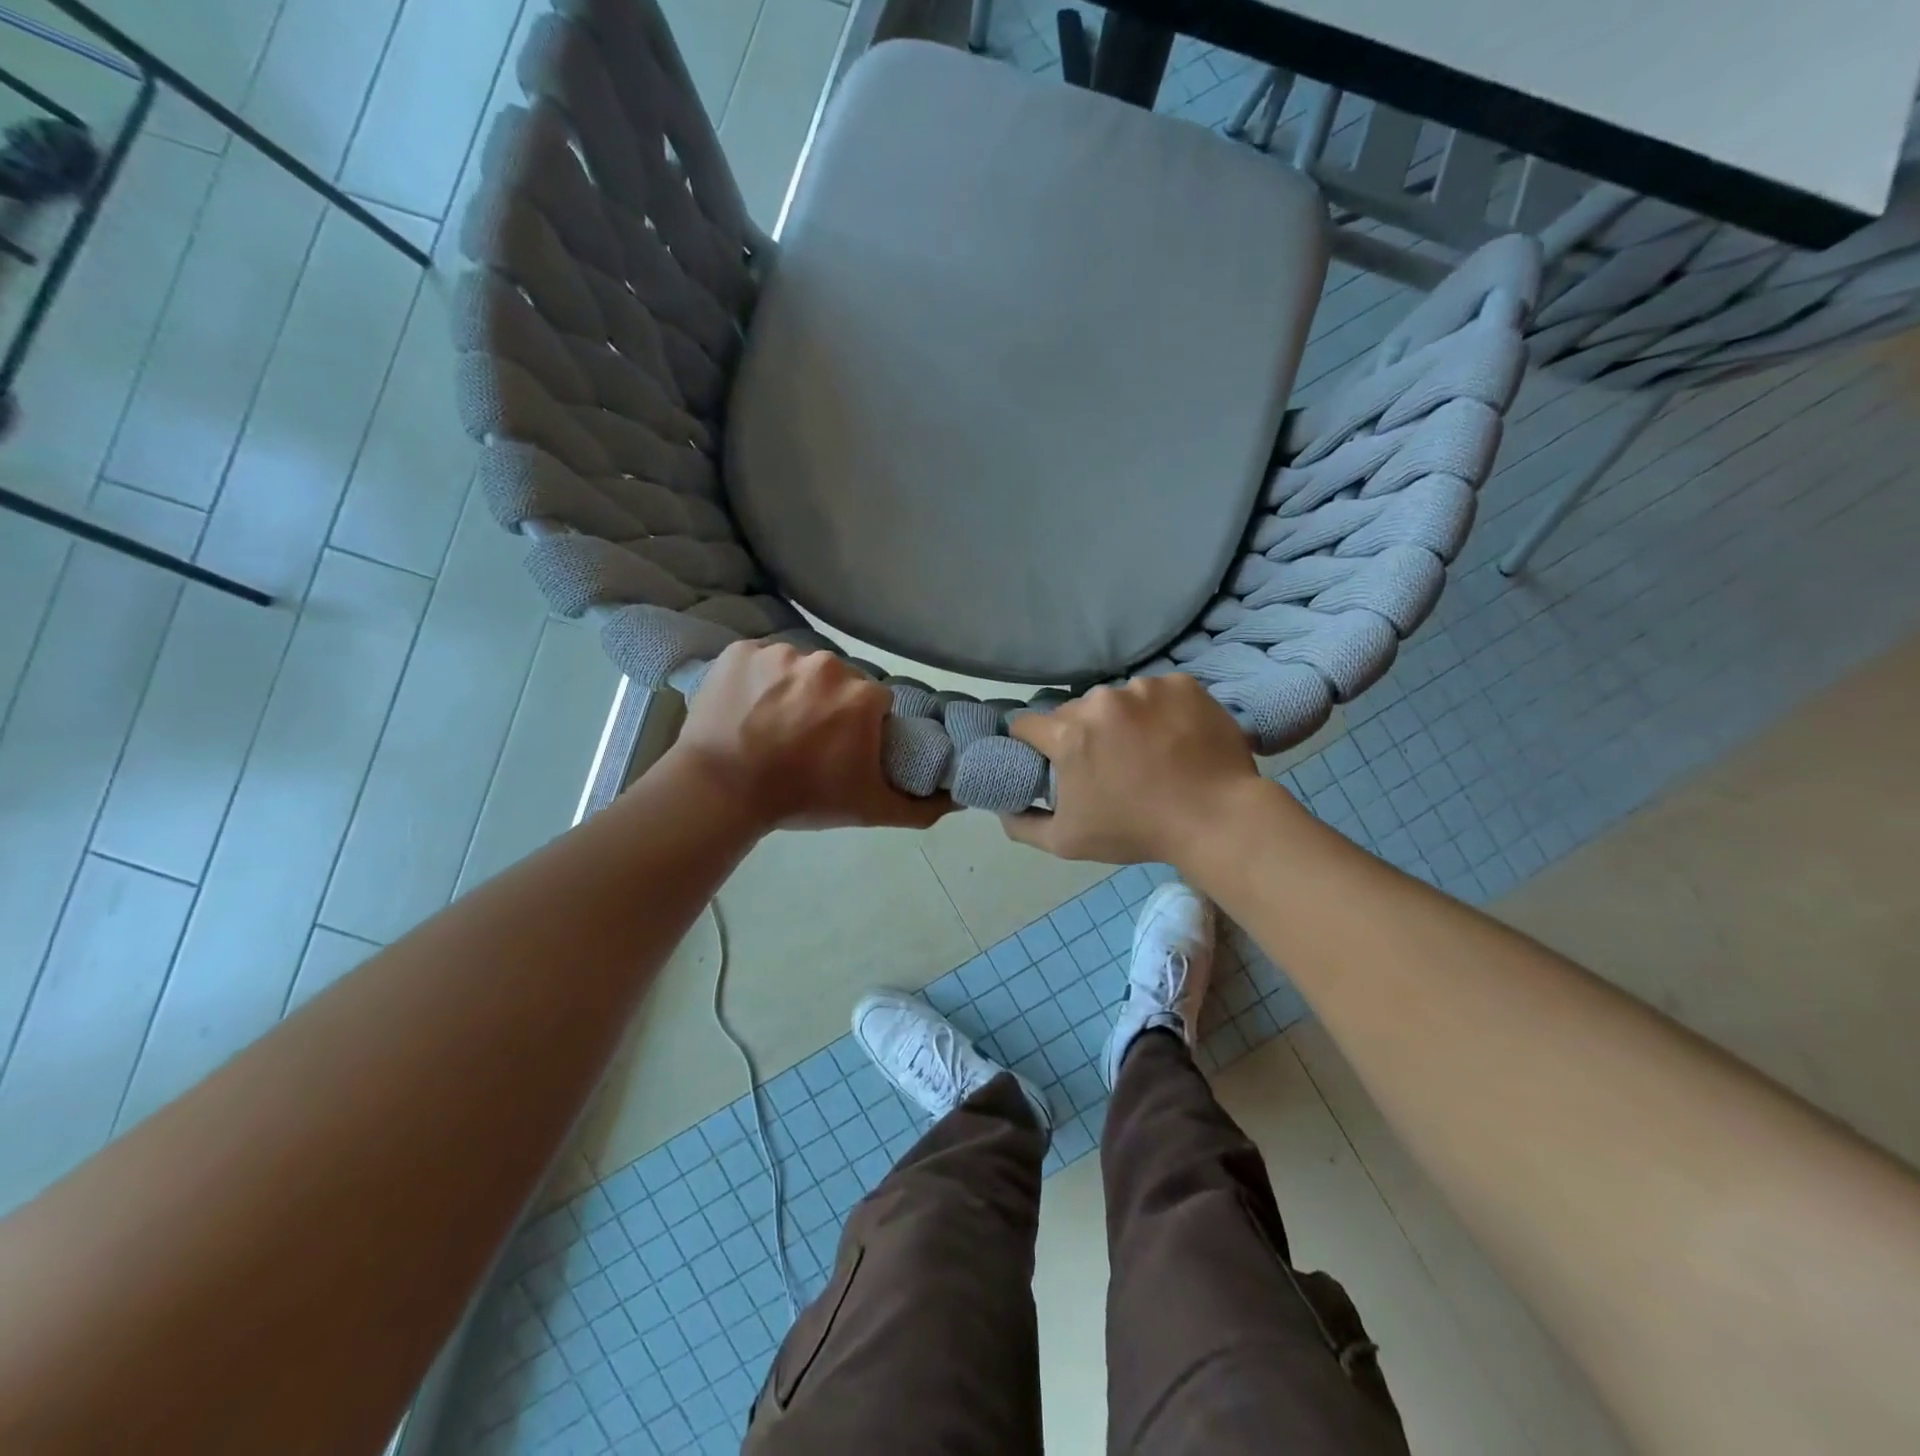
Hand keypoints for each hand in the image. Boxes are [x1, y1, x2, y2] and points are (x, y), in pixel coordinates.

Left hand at [670, 642, 952, 831]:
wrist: (721, 792)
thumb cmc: (801, 798)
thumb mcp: (869, 810)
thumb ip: (920, 806)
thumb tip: (959, 799)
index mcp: (862, 695)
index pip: (873, 703)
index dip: (860, 727)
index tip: (840, 750)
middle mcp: (826, 664)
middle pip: (838, 681)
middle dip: (828, 705)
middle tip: (804, 741)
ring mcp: (779, 653)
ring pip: (798, 668)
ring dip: (791, 691)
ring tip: (770, 726)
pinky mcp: (739, 651)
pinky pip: (760, 660)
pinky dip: (756, 680)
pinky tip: (746, 709)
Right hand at [1001, 675, 1268, 864]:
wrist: (1218, 819)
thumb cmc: (1138, 832)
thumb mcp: (1067, 842)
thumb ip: (1022, 824)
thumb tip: (1003, 807)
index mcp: (1069, 734)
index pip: (1027, 725)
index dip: (1031, 744)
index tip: (1047, 760)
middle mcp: (1102, 701)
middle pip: (1074, 712)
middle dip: (1081, 734)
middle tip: (1106, 765)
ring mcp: (1145, 688)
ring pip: (1116, 700)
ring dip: (1122, 721)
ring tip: (1147, 753)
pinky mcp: (1182, 684)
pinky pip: (1157, 692)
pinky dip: (1159, 711)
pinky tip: (1174, 738)